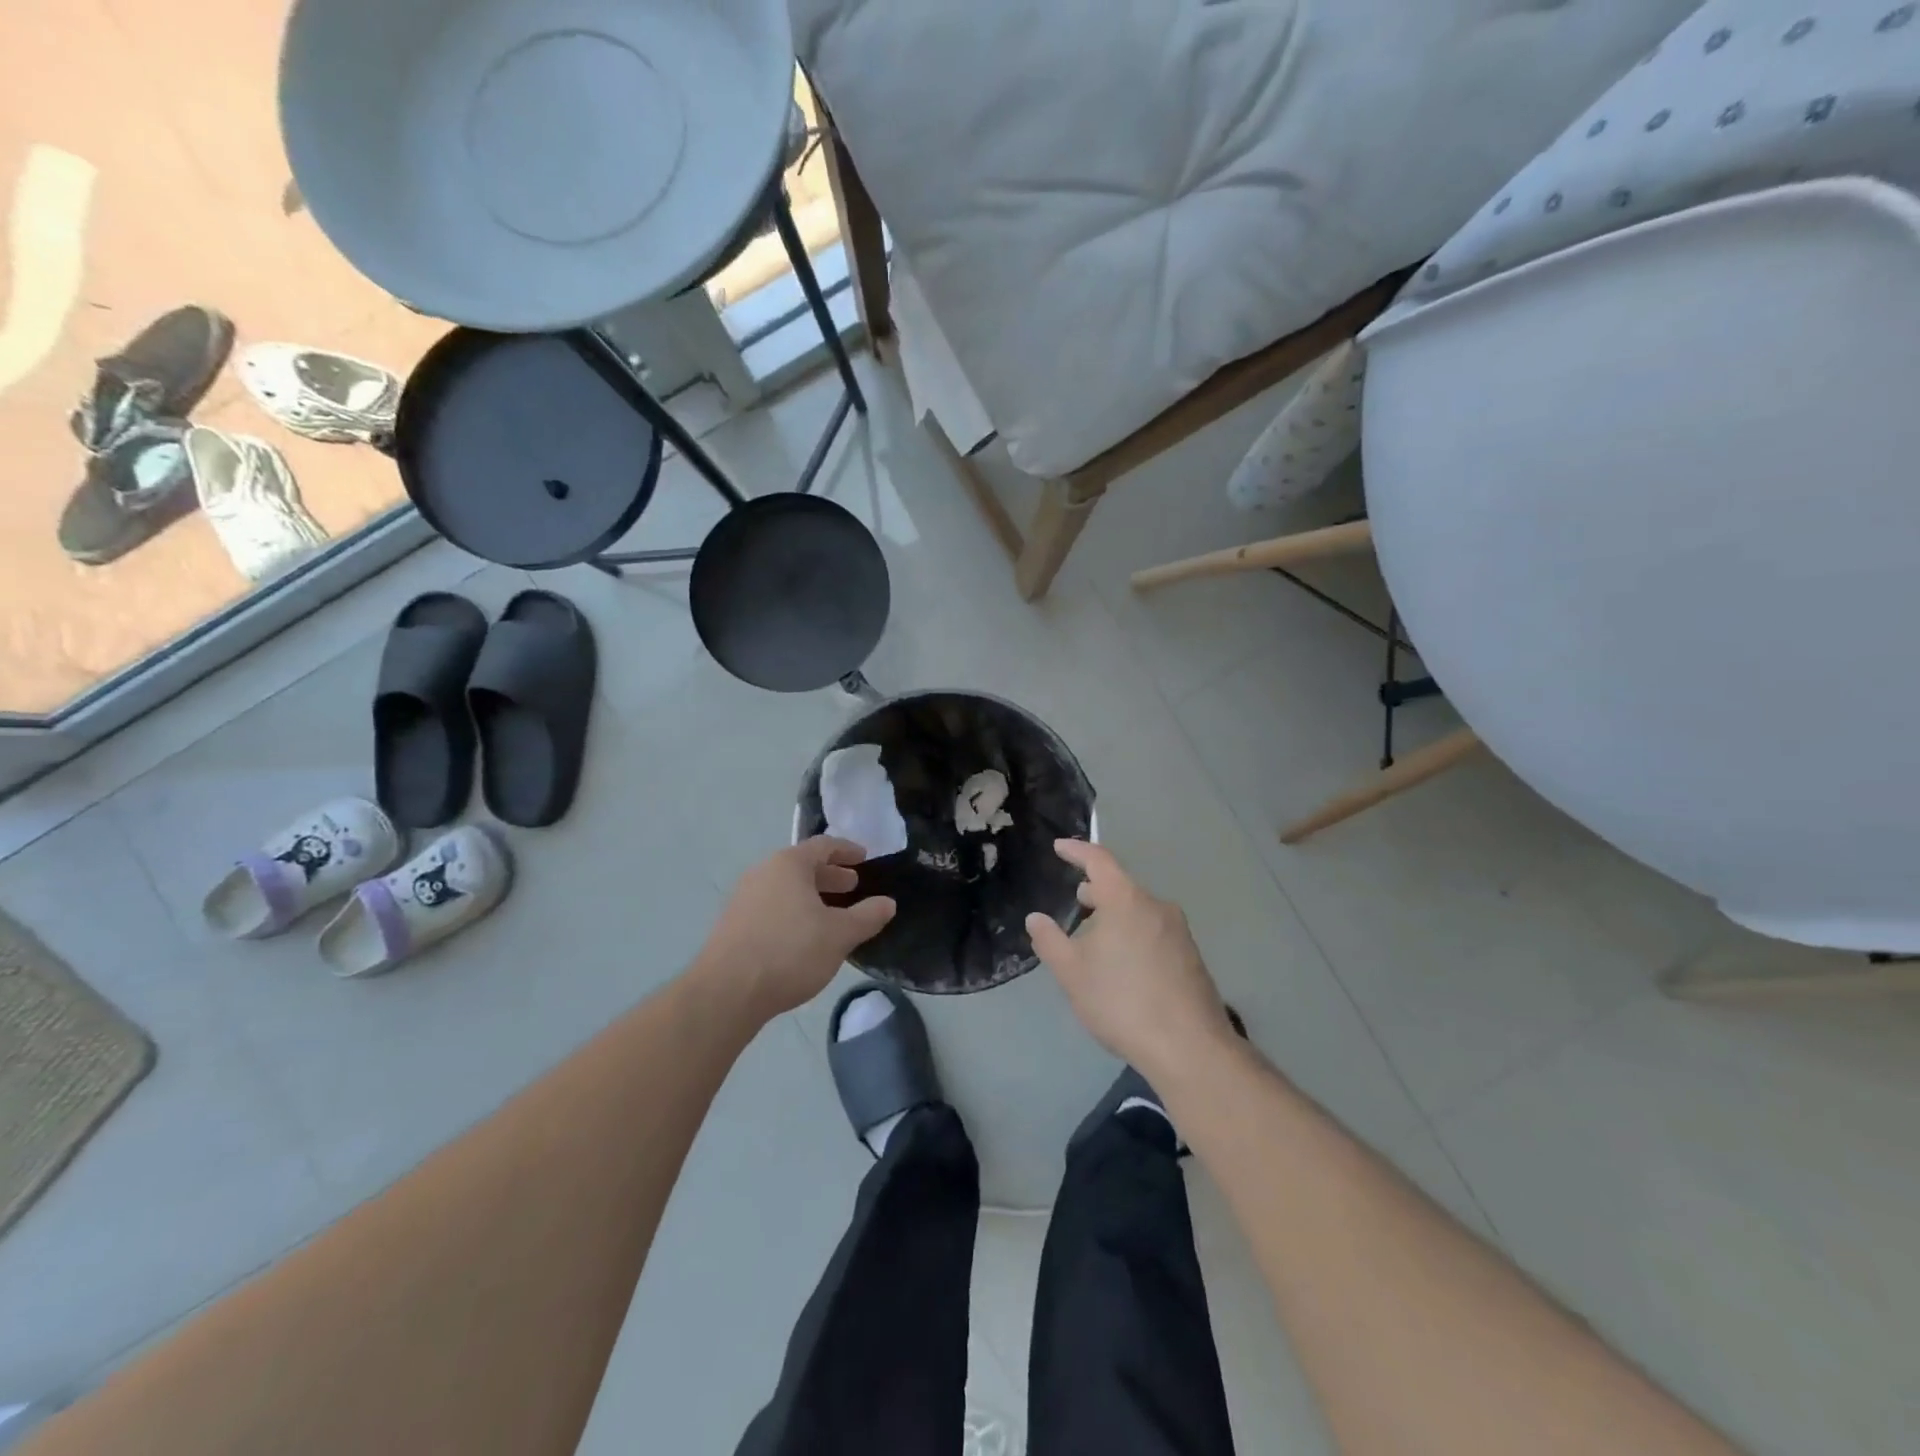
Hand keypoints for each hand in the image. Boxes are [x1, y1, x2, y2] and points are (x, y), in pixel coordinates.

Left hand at [697, 838, 896, 1021]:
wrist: (727, 992)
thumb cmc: (790, 952)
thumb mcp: (839, 935)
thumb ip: (867, 916)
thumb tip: (888, 903)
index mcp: (788, 864)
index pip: (823, 846)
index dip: (847, 850)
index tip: (865, 858)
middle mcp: (763, 873)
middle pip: (802, 866)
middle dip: (830, 875)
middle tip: (852, 887)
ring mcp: (743, 898)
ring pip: (785, 888)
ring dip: (811, 896)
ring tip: (831, 915)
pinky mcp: (733, 925)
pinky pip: (771, 906)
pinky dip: (793, 912)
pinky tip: (804, 937)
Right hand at [1026, 840, 1236, 1079]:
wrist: (1189, 1047)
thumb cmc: (1122, 1001)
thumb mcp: (1072, 973)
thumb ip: (1050, 941)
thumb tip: (1036, 918)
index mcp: (1125, 900)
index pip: (1099, 860)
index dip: (1077, 850)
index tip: (1059, 847)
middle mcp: (1156, 906)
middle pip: (1120, 886)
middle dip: (1095, 891)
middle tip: (1074, 902)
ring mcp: (1179, 931)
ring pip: (1138, 910)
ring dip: (1114, 916)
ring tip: (1095, 937)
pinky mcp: (1191, 956)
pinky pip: (1153, 931)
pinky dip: (1133, 934)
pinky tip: (1123, 965)